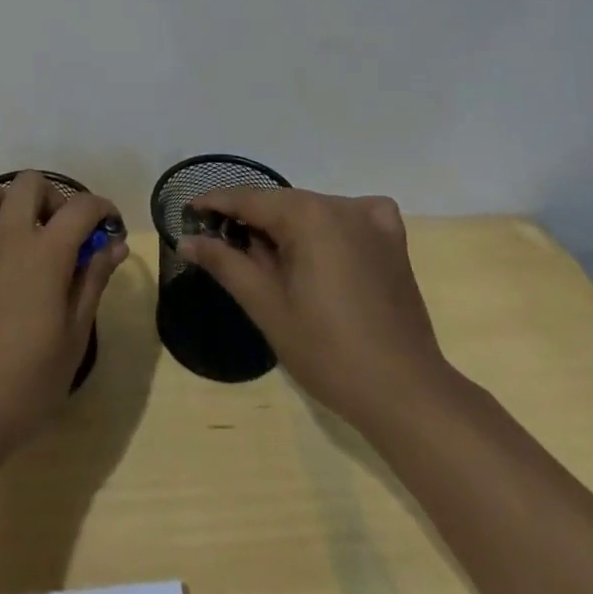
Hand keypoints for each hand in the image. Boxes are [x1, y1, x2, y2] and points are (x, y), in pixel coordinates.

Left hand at [0, 173, 126, 460]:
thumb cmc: (25, 385)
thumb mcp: (73, 338)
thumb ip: (92, 282)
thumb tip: (113, 245)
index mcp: (44, 252)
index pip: (80, 207)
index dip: (101, 209)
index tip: (110, 227)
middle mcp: (5, 236)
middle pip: (28, 183)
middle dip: (50, 196)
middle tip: (59, 232)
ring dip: (0, 202)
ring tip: (13, 232)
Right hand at [177, 189, 446, 423]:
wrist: (406, 394)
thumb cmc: (327, 351)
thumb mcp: (266, 305)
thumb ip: (224, 262)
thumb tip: (186, 239)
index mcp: (307, 214)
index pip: (248, 199)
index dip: (215, 203)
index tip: (190, 211)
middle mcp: (340, 204)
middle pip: (281, 204)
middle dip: (251, 220)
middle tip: (223, 246)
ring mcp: (372, 219)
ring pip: (312, 211)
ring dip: (287, 228)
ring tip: (268, 261)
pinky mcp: (393, 241)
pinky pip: (350, 217)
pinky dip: (329, 227)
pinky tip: (323, 251)